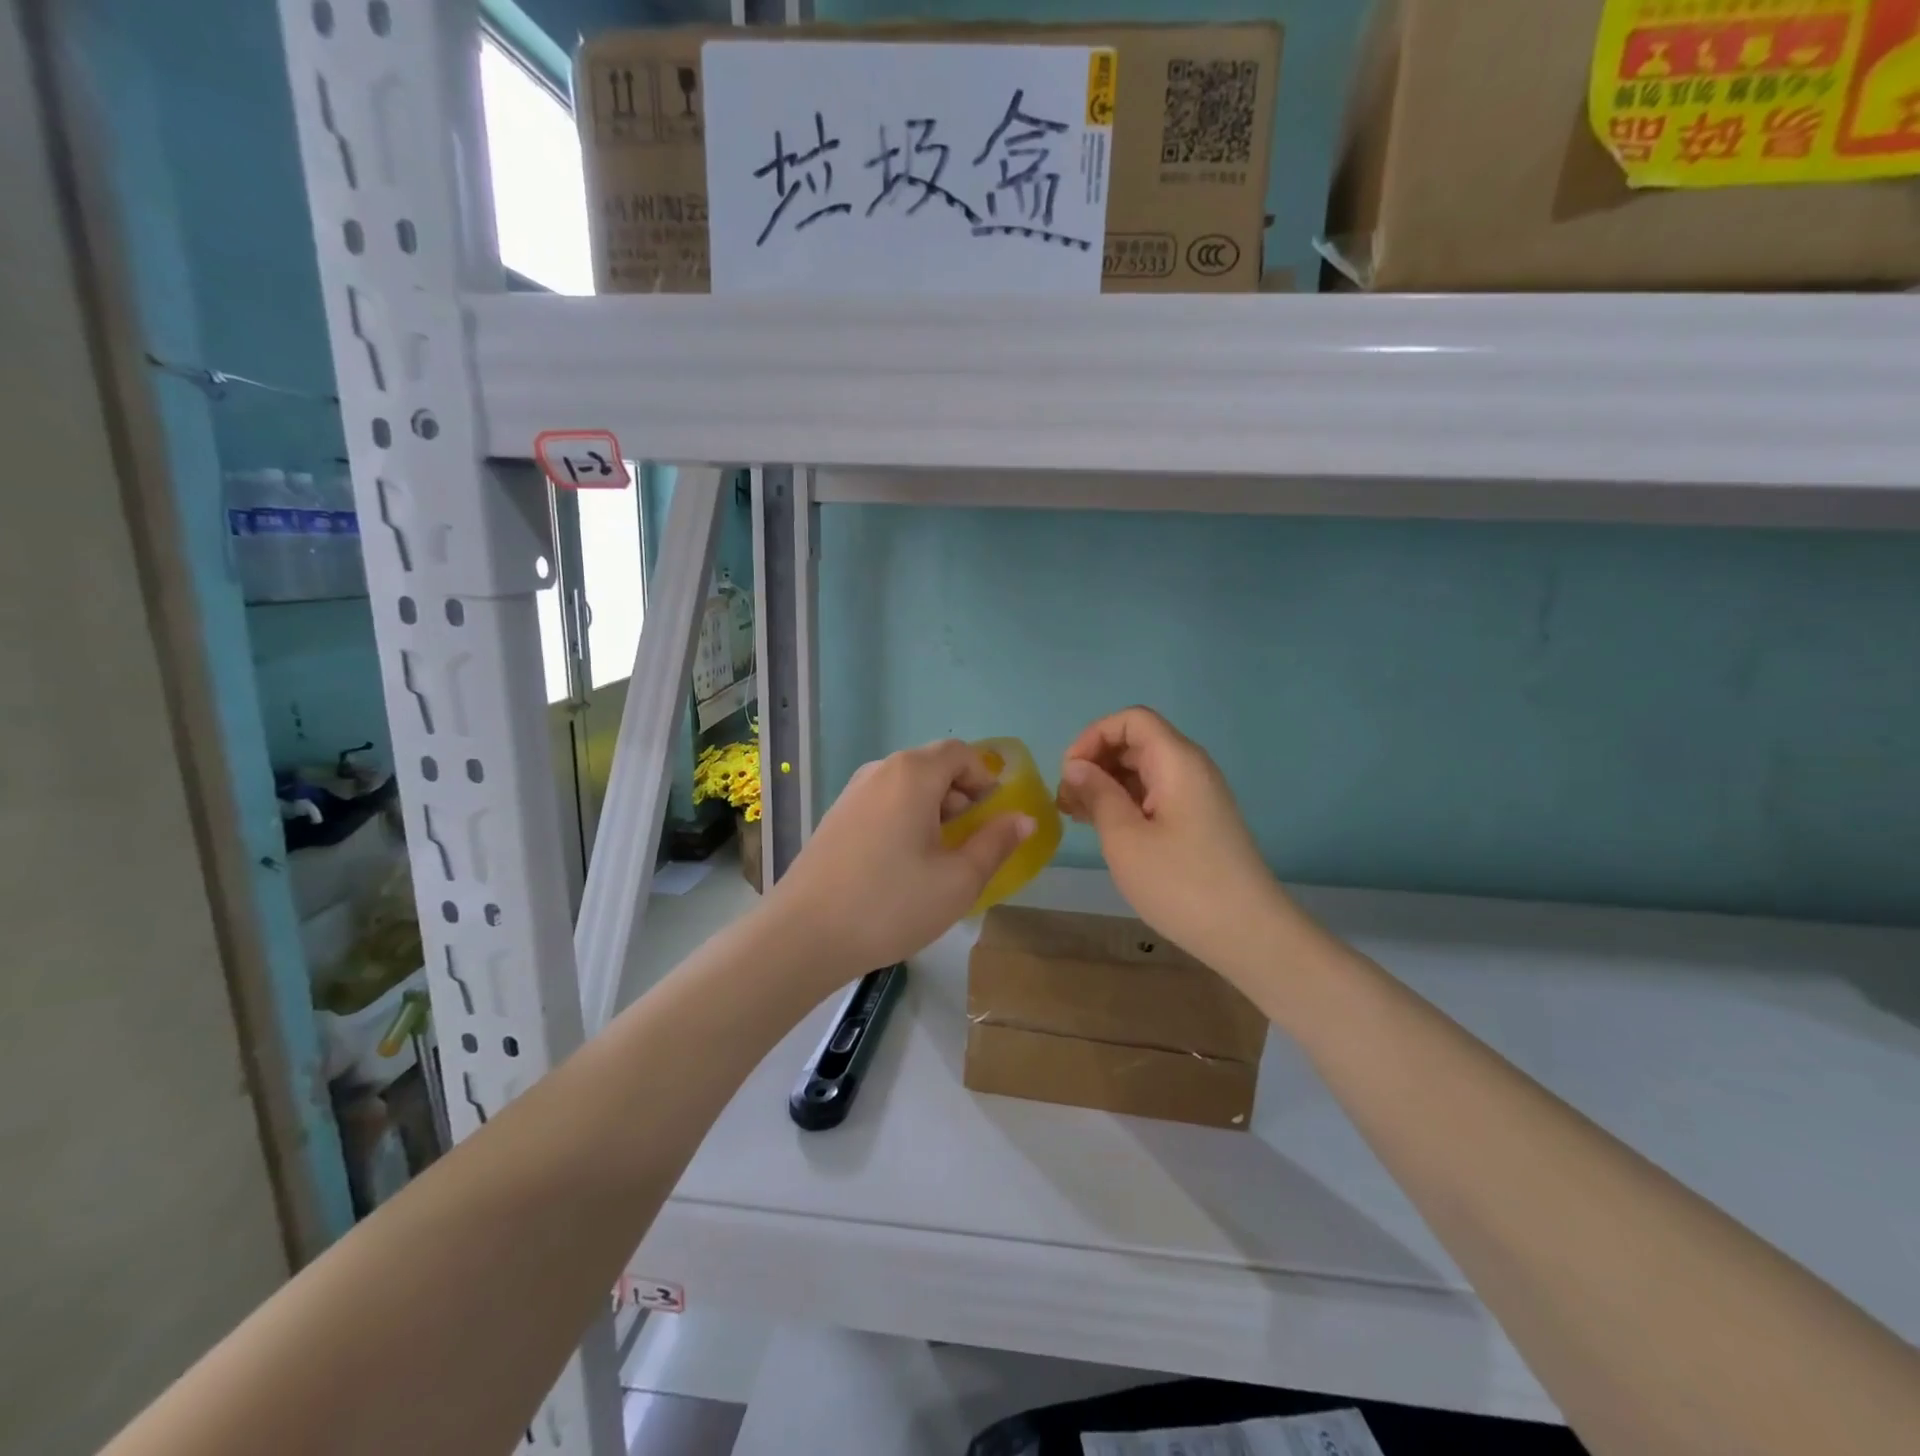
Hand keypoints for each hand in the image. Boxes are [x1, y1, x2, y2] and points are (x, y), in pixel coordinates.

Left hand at [764, 740, 1034, 983]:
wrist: (803, 935)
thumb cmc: (891, 904)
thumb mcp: (958, 880)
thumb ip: (996, 843)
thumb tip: (1024, 818)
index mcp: (913, 774)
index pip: (960, 753)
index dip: (985, 777)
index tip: (995, 814)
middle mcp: (880, 771)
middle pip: (932, 766)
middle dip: (960, 795)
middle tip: (970, 840)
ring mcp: (851, 793)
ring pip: (905, 785)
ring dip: (932, 809)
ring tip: (938, 857)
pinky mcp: (835, 817)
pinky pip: (882, 802)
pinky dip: (904, 818)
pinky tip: (901, 864)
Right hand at [1058, 707, 1285, 974]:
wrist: (1248, 934)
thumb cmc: (1180, 883)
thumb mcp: (1125, 838)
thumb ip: (1097, 794)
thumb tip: (1076, 767)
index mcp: (1176, 761)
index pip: (1131, 720)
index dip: (1093, 736)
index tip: (1069, 773)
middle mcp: (1190, 768)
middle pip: (1136, 743)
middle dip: (1096, 762)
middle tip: (1066, 801)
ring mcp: (1197, 795)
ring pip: (1144, 770)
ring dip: (1107, 785)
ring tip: (1076, 817)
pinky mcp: (1198, 821)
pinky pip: (1155, 795)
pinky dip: (1126, 802)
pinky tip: (1104, 829)